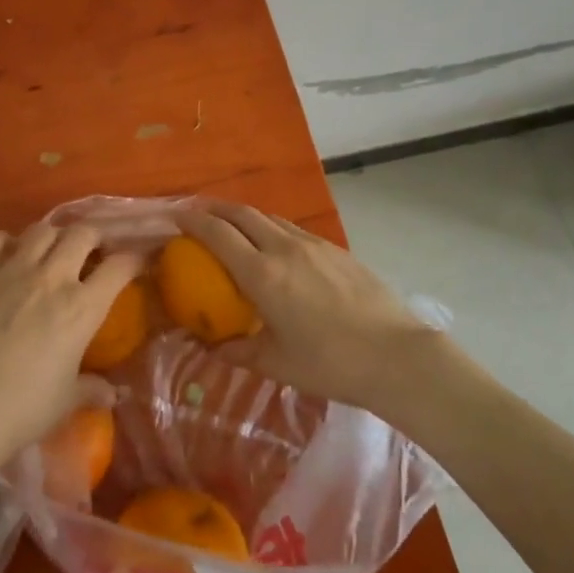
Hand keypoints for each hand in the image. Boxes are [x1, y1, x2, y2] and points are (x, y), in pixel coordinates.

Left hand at [0, 223, 143, 494]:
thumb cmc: (22, 410)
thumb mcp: (65, 402)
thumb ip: (90, 389)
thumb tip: (111, 394)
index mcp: (82, 307)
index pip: (120, 267)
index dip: (134, 259)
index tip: (138, 262)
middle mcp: (51, 278)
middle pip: (82, 234)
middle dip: (93, 238)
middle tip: (91, 253)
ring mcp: (10, 271)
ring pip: (41, 229)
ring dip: (52, 237)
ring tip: (50, 252)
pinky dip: (4, 243)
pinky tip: (5, 255)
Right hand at [177, 201, 445, 409]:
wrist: (396, 355)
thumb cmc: (331, 364)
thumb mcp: (277, 364)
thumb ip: (238, 352)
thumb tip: (209, 347)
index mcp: (262, 274)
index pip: (218, 234)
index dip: (194, 221)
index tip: (177, 218)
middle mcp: (284, 248)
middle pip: (242, 213)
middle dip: (215, 208)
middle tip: (198, 213)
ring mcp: (313, 245)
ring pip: (270, 217)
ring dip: (245, 216)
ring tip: (234, 227)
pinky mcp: (336, 250)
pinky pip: (293, 229)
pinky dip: (272, 229)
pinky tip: (277, 248)